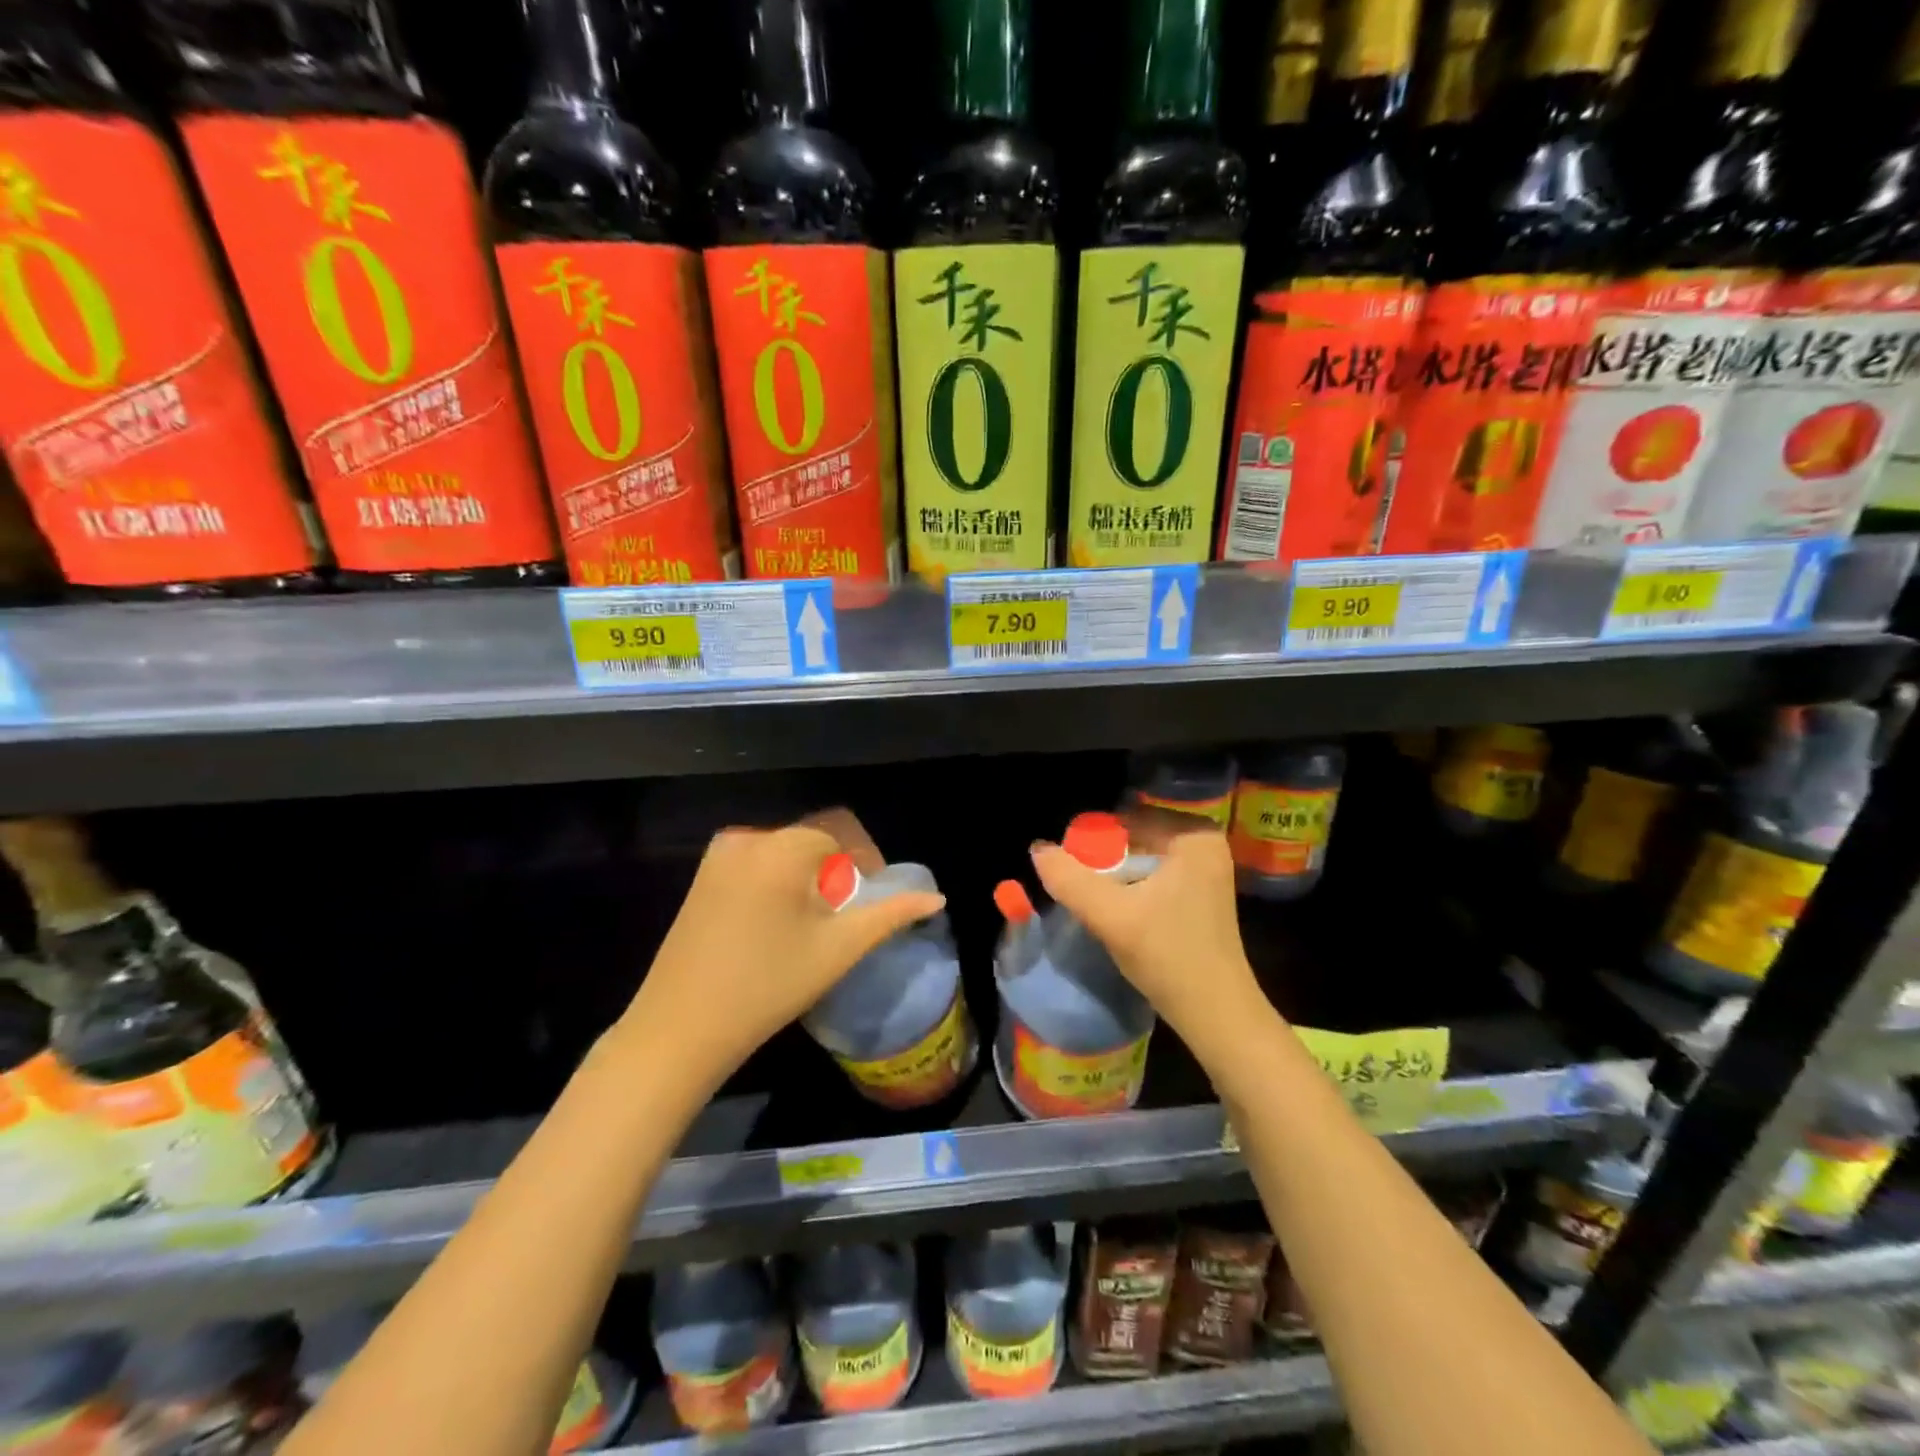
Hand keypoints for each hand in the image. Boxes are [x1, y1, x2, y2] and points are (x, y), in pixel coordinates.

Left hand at [616, 817, 943, 1089]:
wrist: (679, 1028)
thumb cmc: (768, 986)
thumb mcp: (838, 949)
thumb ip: (891, 915)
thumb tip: (937, 897)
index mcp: (780, 847)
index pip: (842, 834)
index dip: (867, 862)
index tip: (873, 899)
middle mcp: (746, 839)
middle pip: (812, 839)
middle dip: (838, 870)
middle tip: (847, 916)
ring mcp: (718, 857)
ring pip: (785, 851)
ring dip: (810, 876)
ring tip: (817, 923)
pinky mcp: (702, 877)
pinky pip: (757, 862)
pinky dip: (780, 880)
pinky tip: (780, 924)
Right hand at [1028, 809, 1274, 1060]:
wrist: (1216, 1014)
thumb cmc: (1168, 956)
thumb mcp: (1111, 916)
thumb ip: (1069, 879)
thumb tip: (1037, 848)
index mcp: (1193, 835)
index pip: (1125, 819)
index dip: (1090, 841)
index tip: (1069, 867)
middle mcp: (1205, 843)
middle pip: (1134, 838)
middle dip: (1102, 860)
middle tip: (1077, 885)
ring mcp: (1207, 869)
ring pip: (1141, 858)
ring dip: (1114, 876)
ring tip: (1092, 900)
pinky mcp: (1202, 892)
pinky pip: (1154, 875)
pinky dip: (1131, 888)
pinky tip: (1116, 911)